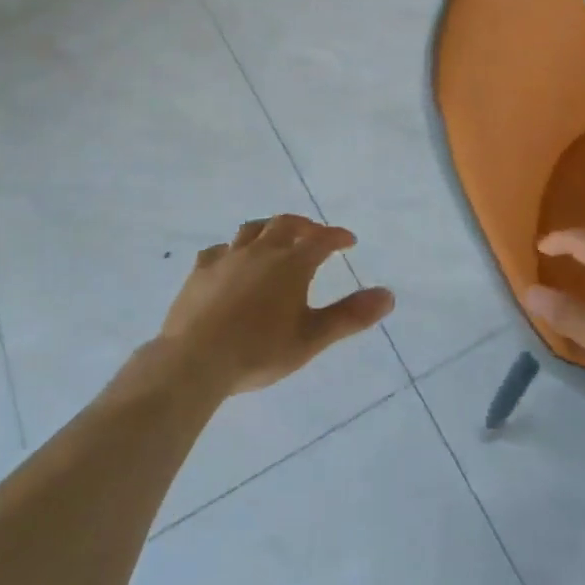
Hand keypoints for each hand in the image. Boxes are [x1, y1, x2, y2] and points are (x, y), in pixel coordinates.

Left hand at [161, 215, 394, 395]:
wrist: (195, 359)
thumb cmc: (259, 351)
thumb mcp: (312, 338)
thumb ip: (350, 316)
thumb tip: (389, 295)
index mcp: (291, 264)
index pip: (321, 240)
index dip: (337, 237)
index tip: (349, 241)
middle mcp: (261, 251)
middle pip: (285, 224)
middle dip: (304, 226)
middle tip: (314, 234)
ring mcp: (227, 257)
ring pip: (251, 229)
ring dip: (269, 229)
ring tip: (275, 238)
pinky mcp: (200, 271)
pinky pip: (219, 250)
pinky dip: (232, 250)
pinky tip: (230, 261)